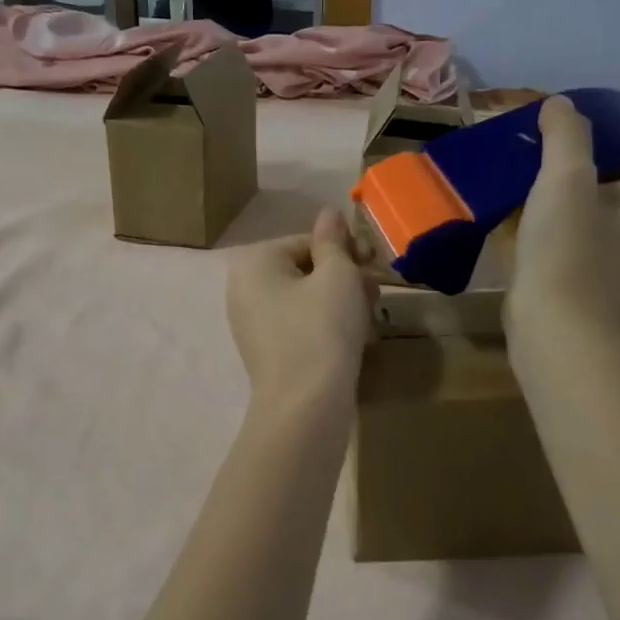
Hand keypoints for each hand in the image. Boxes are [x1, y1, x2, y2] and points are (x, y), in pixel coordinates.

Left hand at [228, 209, 377, 408]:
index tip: (376, 263)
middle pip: (306, 271)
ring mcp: (252, 324)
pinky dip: (327, 327)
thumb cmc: (322, 329)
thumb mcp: (337, 276)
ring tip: (370, 320)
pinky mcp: (266, 353)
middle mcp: (244, 290)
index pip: (307, 242)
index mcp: (254, 263)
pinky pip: (300, 327)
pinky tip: (355, 341)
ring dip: (342, 303)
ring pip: (306, 300)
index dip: (346, 249)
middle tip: (375, 293)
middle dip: (345, 279)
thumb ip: (334, 240)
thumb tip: (329, 213)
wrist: (306, 406)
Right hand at [509, 96, 619, 332]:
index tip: (562, 122)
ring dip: (547, 186)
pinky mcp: (572, 270)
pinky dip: (536, 216)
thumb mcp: (567, 176)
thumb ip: (566, 133)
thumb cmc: (568, 248)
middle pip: (601, 173)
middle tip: (531, 139)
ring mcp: (603, 249)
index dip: (600, 131)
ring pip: (575, 202)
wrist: (550, 324)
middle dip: (567, 157)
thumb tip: (558, 104)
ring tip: (514, 166)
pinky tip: (506, 205)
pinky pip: (556, 229)